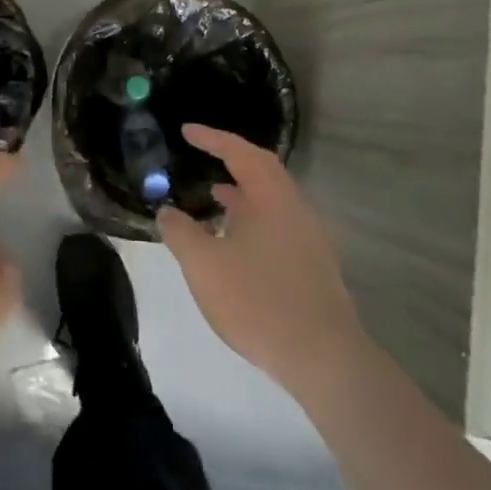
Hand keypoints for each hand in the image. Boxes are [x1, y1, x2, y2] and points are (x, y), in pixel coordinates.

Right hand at [159, 124, 365, 400]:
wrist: (323, 359)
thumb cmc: (258, 301)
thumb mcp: (204, 266)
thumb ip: (181, 233)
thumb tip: (167, 210)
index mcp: (271, 196)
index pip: (239, 152)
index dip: (211, 138)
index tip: (186, 131)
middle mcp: (295, 207)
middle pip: (262, 170)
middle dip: (231, 159)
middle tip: (203, 155)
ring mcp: (310, 236)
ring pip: (272, 199)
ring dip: (243, 192)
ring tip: (214, 197)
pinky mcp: (315, 264)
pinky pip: (279, 223)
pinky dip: (254, 218)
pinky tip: (236, 242)